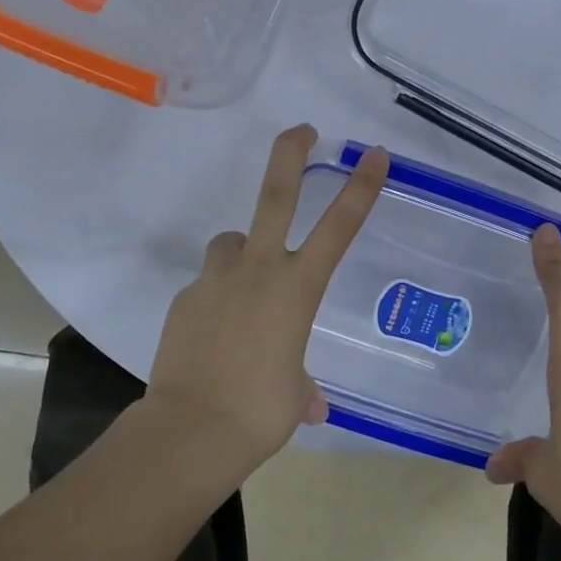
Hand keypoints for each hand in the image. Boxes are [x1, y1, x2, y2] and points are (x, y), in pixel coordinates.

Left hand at [147, 125, 387, 475]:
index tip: (374, 154)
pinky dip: (216, 297)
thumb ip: (301, 386)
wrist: (192, 430)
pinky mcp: (185, 298)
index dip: (360, 187)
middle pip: (276, 195)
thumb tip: (309, 402)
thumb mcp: (294, 395)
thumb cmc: (260, 411)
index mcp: (297, 288)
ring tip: (243, 283)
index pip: (339, 227)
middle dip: (291, 154)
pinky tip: (214, 333)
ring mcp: (217, 280)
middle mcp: (258, 270)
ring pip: (231, 242)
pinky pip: (208, 285)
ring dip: (241, 251)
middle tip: (303, 130)